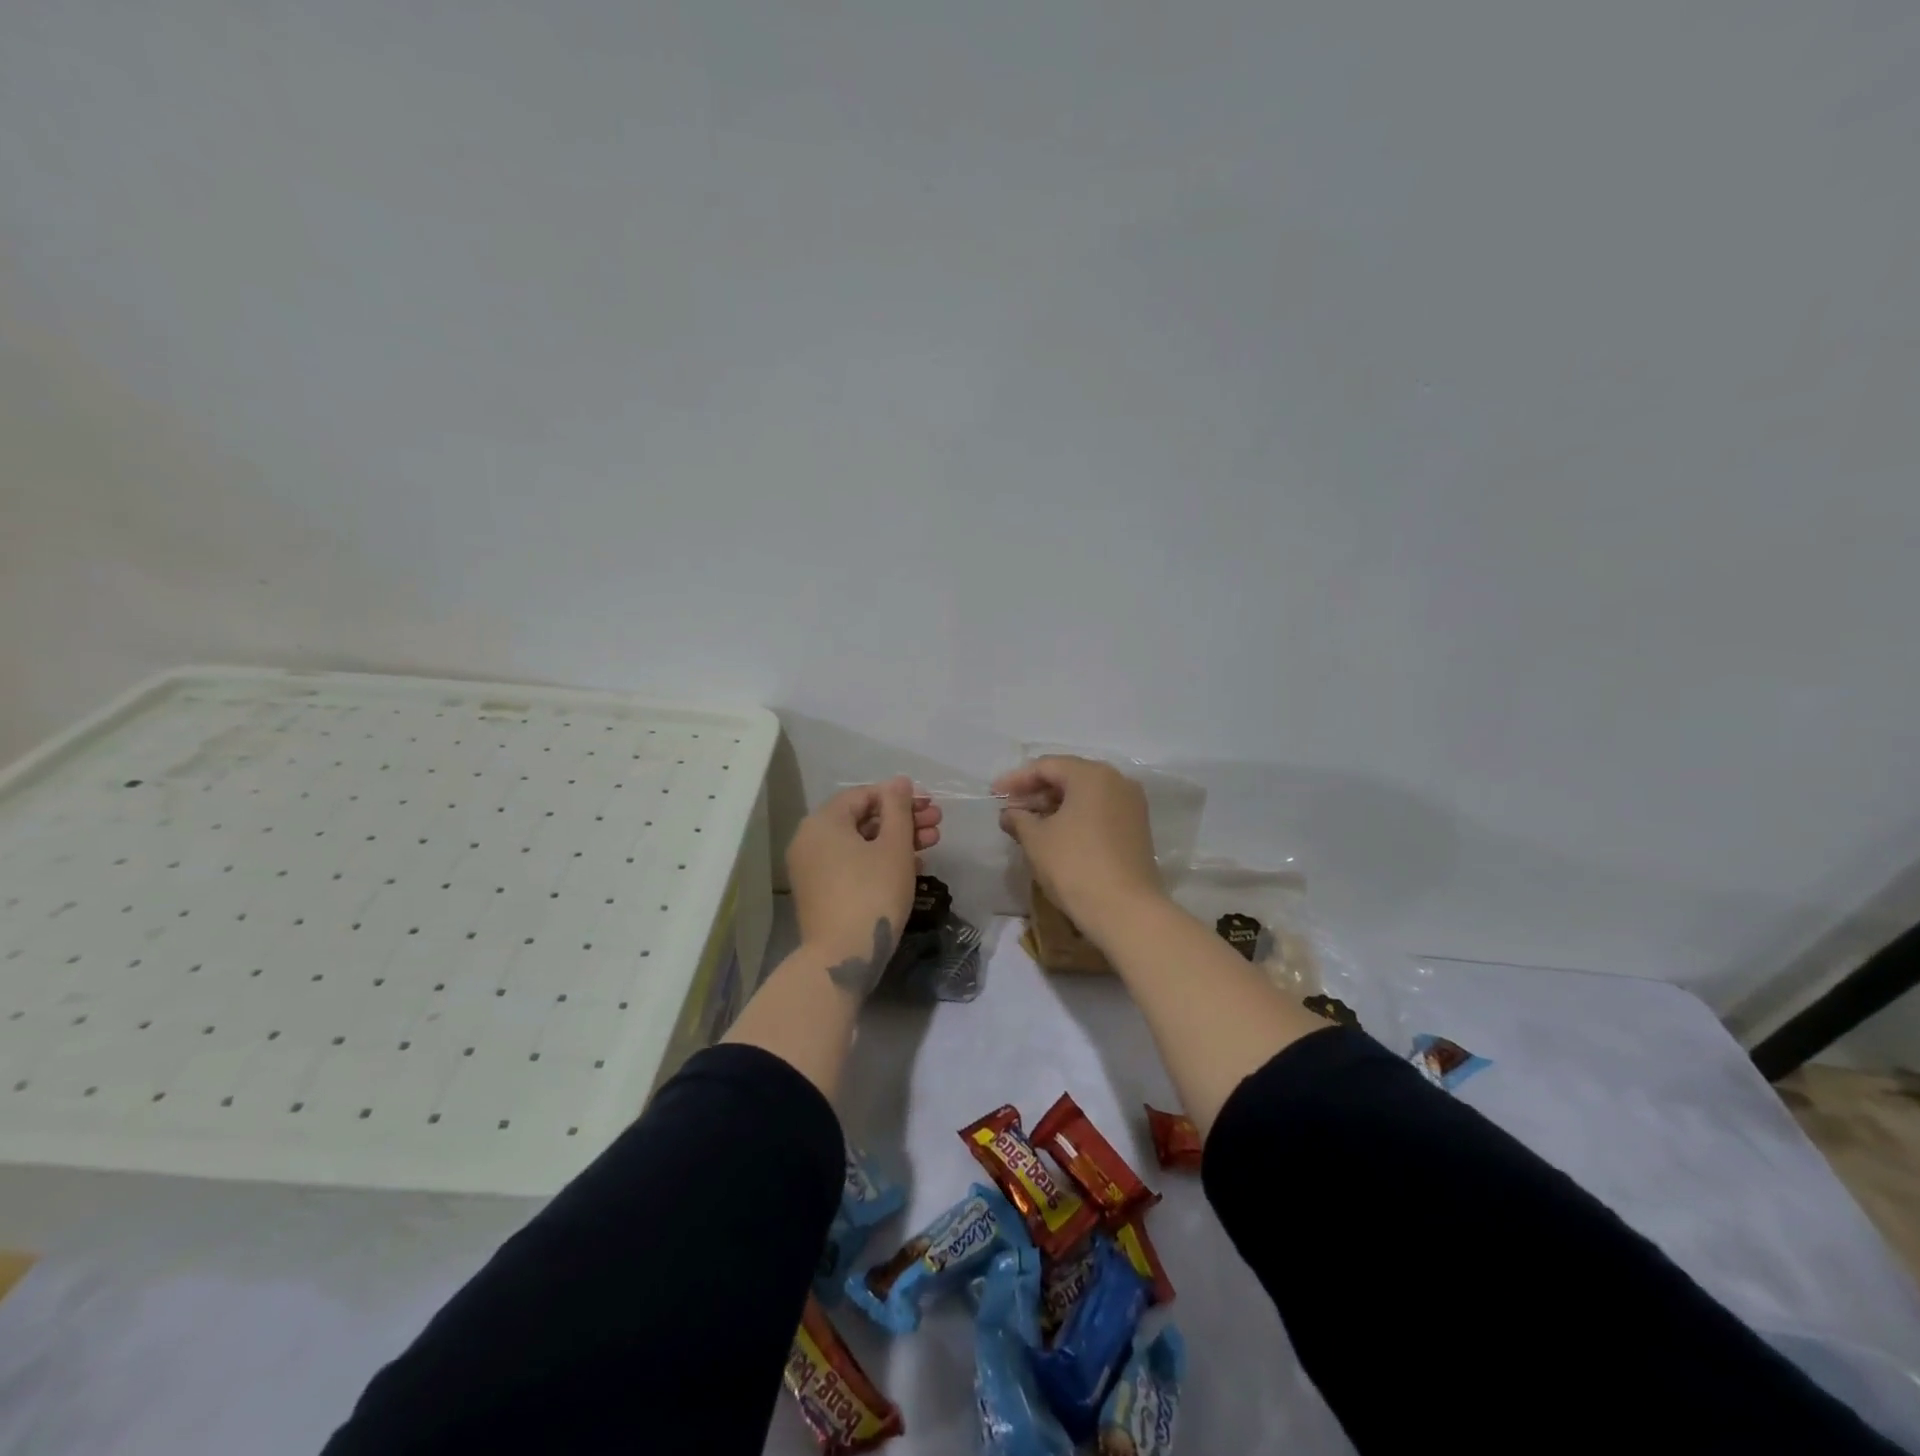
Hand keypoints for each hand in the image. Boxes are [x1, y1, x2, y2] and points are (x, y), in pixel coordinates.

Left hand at [787, 776, 942, 996]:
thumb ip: (898, 809)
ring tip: (933, 844)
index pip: (864, 795)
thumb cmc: (872, 893)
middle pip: (863, 819)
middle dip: (903, 820)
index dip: (900, 797)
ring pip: (860, 843)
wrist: (843, 957)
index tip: (930, 806)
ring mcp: (812, 868)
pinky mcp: (820, 891)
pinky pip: (851, 864)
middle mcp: (810, 840)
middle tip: (938, 824)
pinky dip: (879, 861)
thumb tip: (899, 781)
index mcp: (823, 822)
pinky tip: (912, 867)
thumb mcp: (894, 846)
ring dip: (897, 840)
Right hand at [992, 756, 1161, 937]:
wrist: (1126, 911)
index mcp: (1092, 775)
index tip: (994, 794)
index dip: (1016, 779)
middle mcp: (1117, 781)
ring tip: (1028, 824)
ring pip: (1085, 795)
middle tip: (1009, 809)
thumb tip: (1009, 813)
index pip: (1046, 766)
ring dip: (1055, 806)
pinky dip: (1075, 817)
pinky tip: (1055, 834)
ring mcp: (1131, 805)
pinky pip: (1099, 811)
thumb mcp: (1036, 840)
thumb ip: (1019, 819)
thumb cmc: (1075, 866)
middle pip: (1068, 777)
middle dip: (1036, 792)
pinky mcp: (1137, 828)